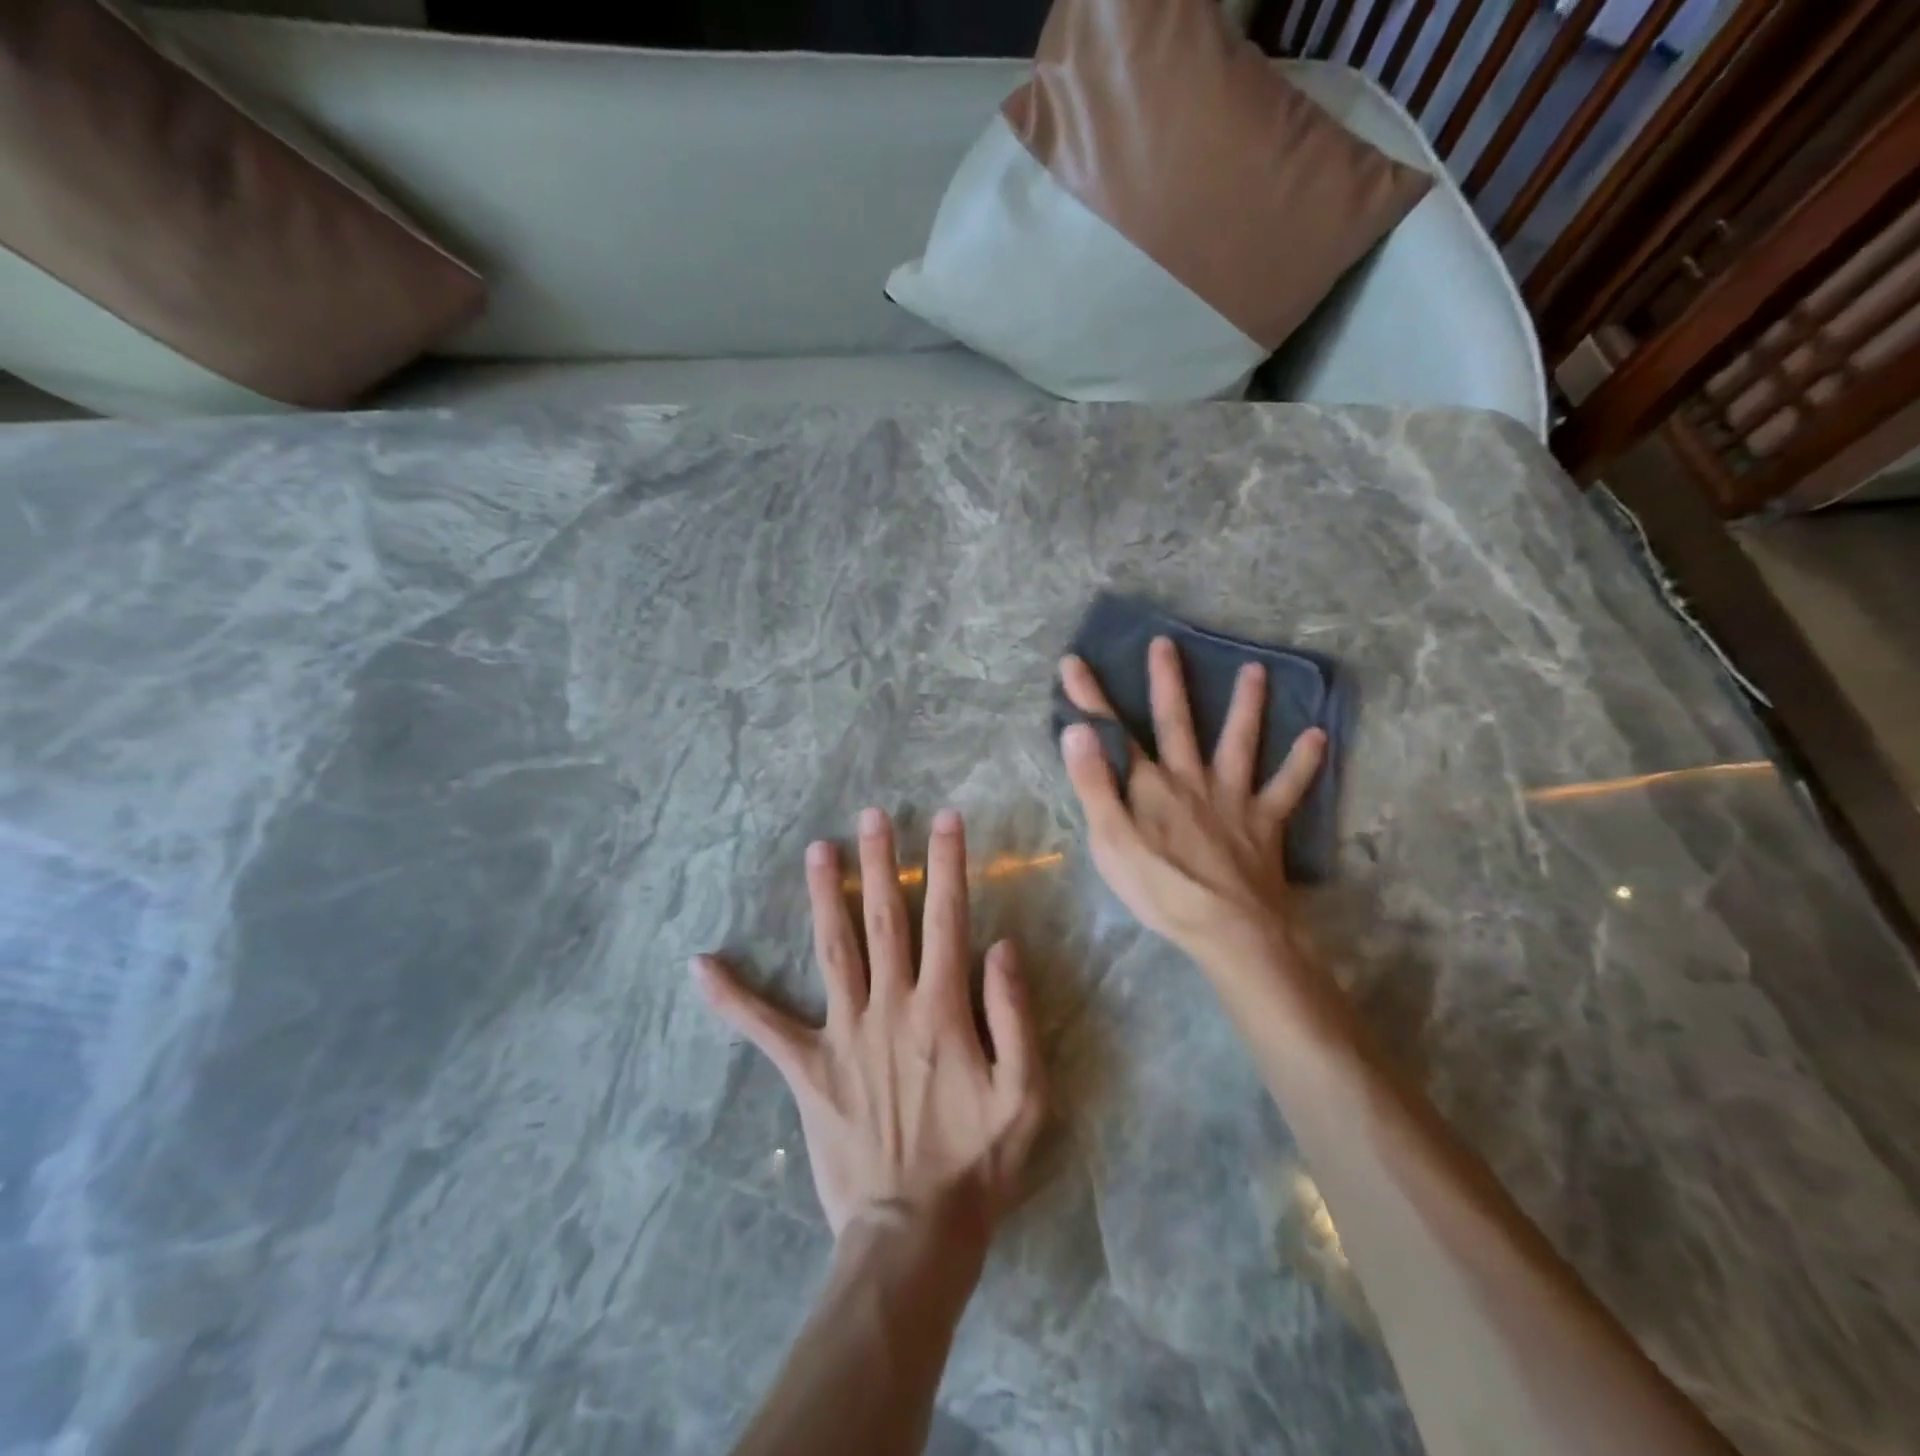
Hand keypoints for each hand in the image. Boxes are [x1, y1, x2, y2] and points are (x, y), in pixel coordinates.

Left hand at [694, 808, 1046, 1251]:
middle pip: (883, 920)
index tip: (944, 819)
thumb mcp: (1025, 1094)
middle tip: (871, 815)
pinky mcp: (807, 1068)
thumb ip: (1014, 1015)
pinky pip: (764, 1027)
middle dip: (879, 863)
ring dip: (823, 896)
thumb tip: (1002, 946)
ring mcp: (843, 1034)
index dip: (947, 865)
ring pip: (833, 950)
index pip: (946, 919)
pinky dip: (733, 996)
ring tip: (816, 849)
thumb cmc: (977, 1164)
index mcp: (942, 1009)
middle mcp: (889, 1007)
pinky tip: (700, 964)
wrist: (913, 1232)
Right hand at [1058, 636, 1326, 971]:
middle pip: (1177, 723)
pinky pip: (1287, 788)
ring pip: (1239, 743)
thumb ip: (1093, 783)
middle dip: (1166, 682)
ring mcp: (1232, 798)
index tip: (1074, 661)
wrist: (1228, 927)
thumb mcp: (1110, 840)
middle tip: (1166, 643)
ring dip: (1246, 706)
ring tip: (1256, 671)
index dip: (1090, 698)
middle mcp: (1191, 779)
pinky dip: (1303, 764)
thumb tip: (1077, 730)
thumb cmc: (1159, 888)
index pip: (1113, 733)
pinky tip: (1317, 738)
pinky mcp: (1264, 823)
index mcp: (1149, 786)